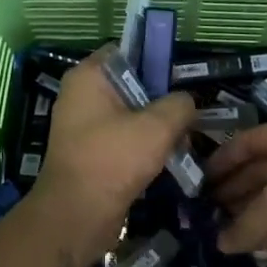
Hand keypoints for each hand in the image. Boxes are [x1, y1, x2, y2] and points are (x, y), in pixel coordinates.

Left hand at [24, 46, 197, 262]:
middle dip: (162, 101)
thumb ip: (180, 105)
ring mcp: (84, 126)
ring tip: (183, 142)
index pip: (127, 51)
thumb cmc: (114, 160)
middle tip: (188, 116)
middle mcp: (82, 96)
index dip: (156, 60)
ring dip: (157, 129)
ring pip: (130, 115)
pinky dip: (144, 148)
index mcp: (89, 76)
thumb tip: (186, 103)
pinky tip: (167, 162)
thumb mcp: (158, 126)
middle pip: (132, 85)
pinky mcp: (90, 153)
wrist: (77, 216)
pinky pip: (123, 140)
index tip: (181, 80)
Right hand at [207, 119, 266, 266]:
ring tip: (218, 228)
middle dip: (234, 189)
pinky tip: (245, 244)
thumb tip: (220, 243)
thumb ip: (243, 224)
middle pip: (261, 169)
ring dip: (249, 212)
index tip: (199, 179)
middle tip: (205, 208)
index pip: (249, 141)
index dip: (223, 158)